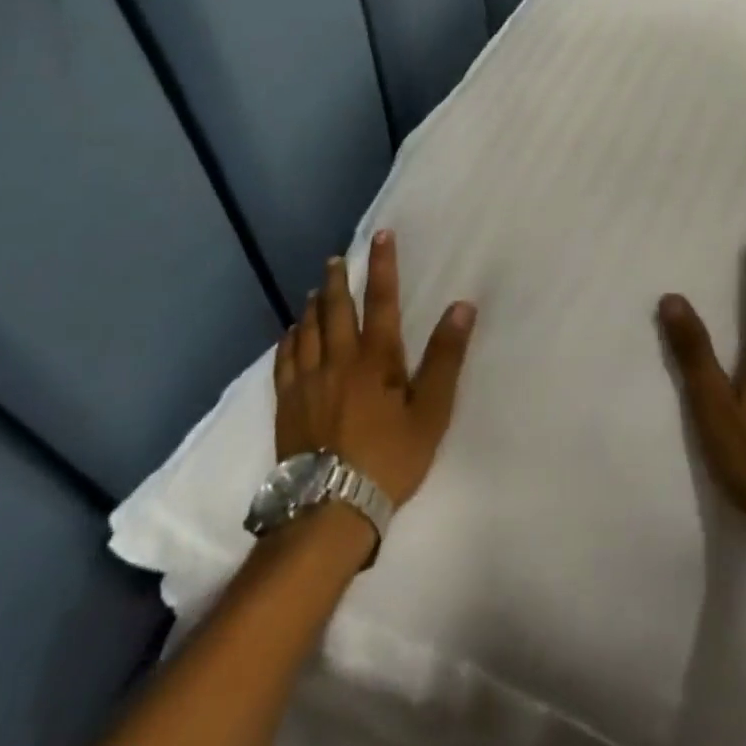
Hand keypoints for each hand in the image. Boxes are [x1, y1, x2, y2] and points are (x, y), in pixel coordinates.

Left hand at [276, 229, 476, 507]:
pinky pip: (284, 361)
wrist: (330, 510)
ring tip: (316, 290)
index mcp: (375, 359)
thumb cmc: (389, 459)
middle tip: (337, 258)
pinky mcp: (287, 405)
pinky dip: (289, 340)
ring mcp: (307, 382)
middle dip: (339, 280)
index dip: (383, 265)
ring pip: (308, 330)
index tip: (380, 235)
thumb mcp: (430, 412)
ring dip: (314, 305)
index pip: (382, 300)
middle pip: (337, 309)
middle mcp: (338, 360)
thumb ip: (445, 357)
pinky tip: (290, 334)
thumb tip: (462, 307)